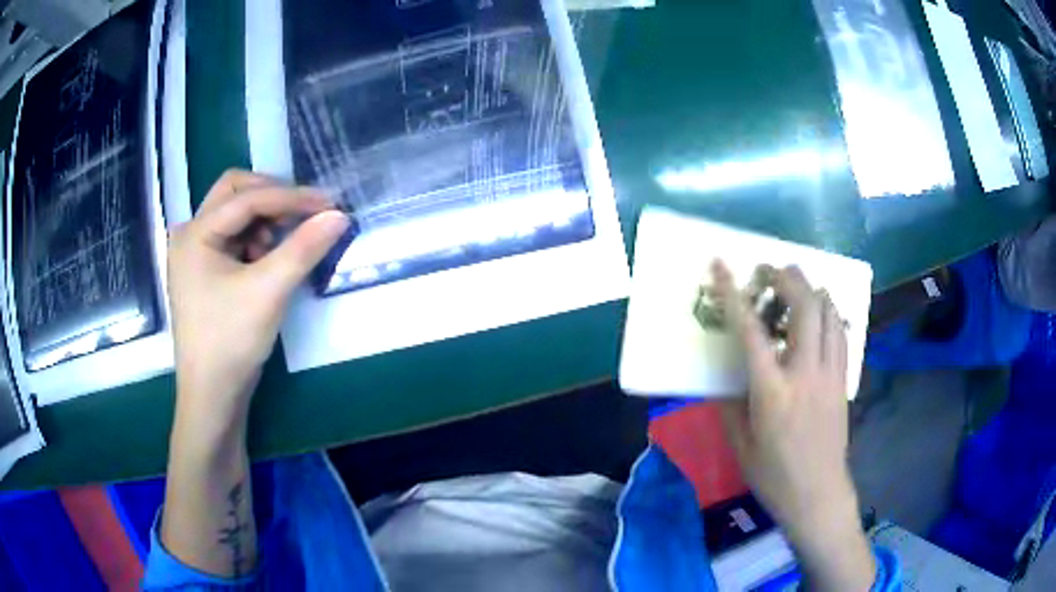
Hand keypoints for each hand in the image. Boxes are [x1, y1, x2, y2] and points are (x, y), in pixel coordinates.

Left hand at [167, 169, 348, 428]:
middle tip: (304, 214)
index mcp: (195, 233)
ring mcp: (194, 254)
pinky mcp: (203, 271)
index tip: (330, 203)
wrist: (212, 396)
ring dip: (264, 221)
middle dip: (272, 198)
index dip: (292, 197)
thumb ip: (304, 248)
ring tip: (284, 248)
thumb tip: (339, 215)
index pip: (248, 198)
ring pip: (234, 215)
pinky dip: (255, 240)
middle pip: (234, 193)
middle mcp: (189, 235)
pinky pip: (233, 238)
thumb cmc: (230, 341)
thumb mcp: (269, 291)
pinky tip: (267, 264)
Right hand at [713, 261, 874, 590]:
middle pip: (804, 307)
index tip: (722, 265)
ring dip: (813, 290)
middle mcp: (805, 373)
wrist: (818, 494)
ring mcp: (830, 375)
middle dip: (787, 278)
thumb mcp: (740, 444)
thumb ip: (730, 404)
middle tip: (771, 269)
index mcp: (772, 392)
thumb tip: (722, 376)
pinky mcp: (843, 381)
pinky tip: (822, 313)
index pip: (750, 331)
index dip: (734, 294)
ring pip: (829, 314)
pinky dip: (830, 314)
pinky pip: (841, 334)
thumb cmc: (773, 475)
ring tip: (798, 284)